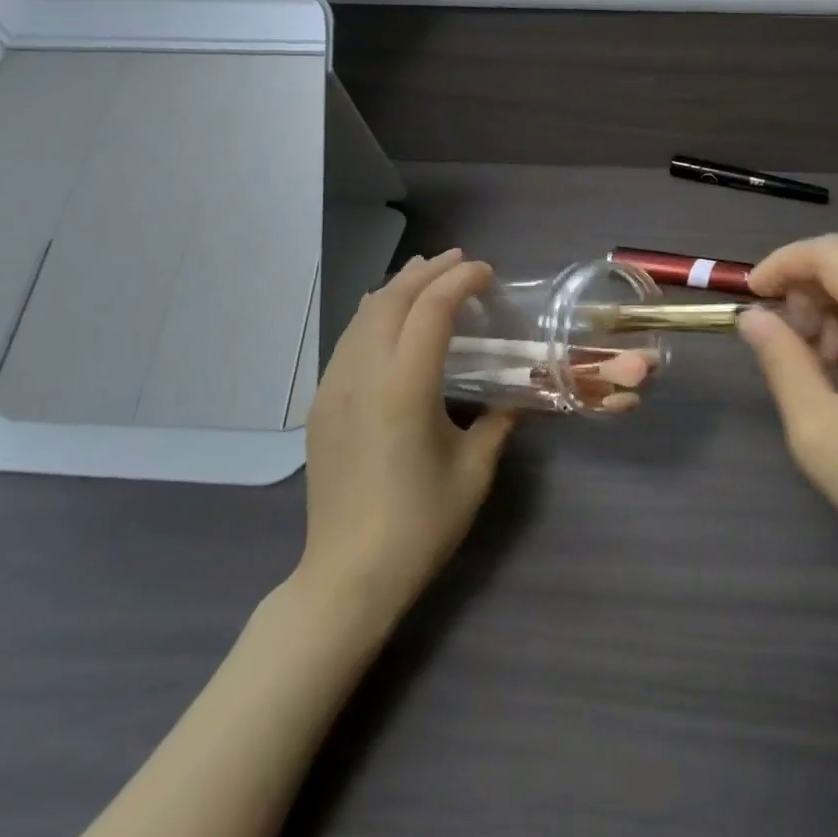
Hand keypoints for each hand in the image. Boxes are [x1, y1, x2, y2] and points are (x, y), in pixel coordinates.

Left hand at [299, 249, 515, 626]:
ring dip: (397, 288)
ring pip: (363, 316)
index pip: (432, 310)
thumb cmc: (420, 524)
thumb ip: (498, 422)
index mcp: (404, 388)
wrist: (348, 574)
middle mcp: (362, 375)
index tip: (487, 273)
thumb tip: (516, 397)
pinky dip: (374, 315)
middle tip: (460, 262)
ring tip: (425, 274)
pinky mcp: (321, 405)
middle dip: (427, 272)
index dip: (461, 281)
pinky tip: (387, 319)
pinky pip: (347, 341)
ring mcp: (333, 388)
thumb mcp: (474, 470)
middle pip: (391, 300)